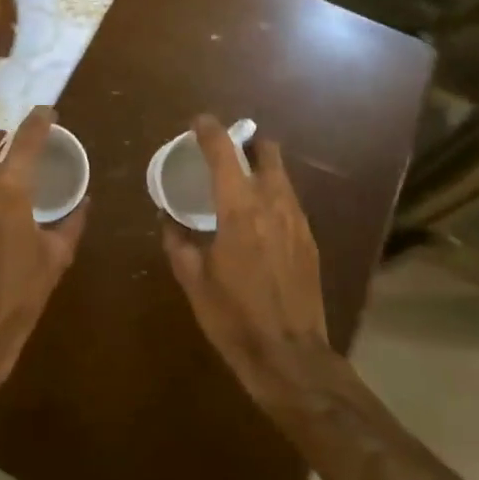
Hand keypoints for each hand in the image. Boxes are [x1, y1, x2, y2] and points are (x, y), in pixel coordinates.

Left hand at [0, 107, 87, 395]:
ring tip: (2, 184)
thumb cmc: (17, 296)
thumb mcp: (55, 259)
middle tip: (16, 144)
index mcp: (9, 188)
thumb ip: (71, 223)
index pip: (26, 138)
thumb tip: (83, 202)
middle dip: (1, 134)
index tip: (48, 112)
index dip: (40, 119)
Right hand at [161, 116, 334, 410]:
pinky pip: (290, 201)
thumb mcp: (194, 281)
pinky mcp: (310, 240)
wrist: (291, 358)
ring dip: (262, 168)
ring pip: (282, 176)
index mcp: (240, 210)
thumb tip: (168, 220)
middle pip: (268, 152)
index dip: (210, 131)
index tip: (199, 121)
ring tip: (240, 183)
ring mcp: (297, 221)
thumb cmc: (234, 318)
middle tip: (227, 150)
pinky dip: (273, 195)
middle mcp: (273, 204)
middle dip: (248, 142)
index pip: (224, 153)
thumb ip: (178, 243)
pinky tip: (260, 218)